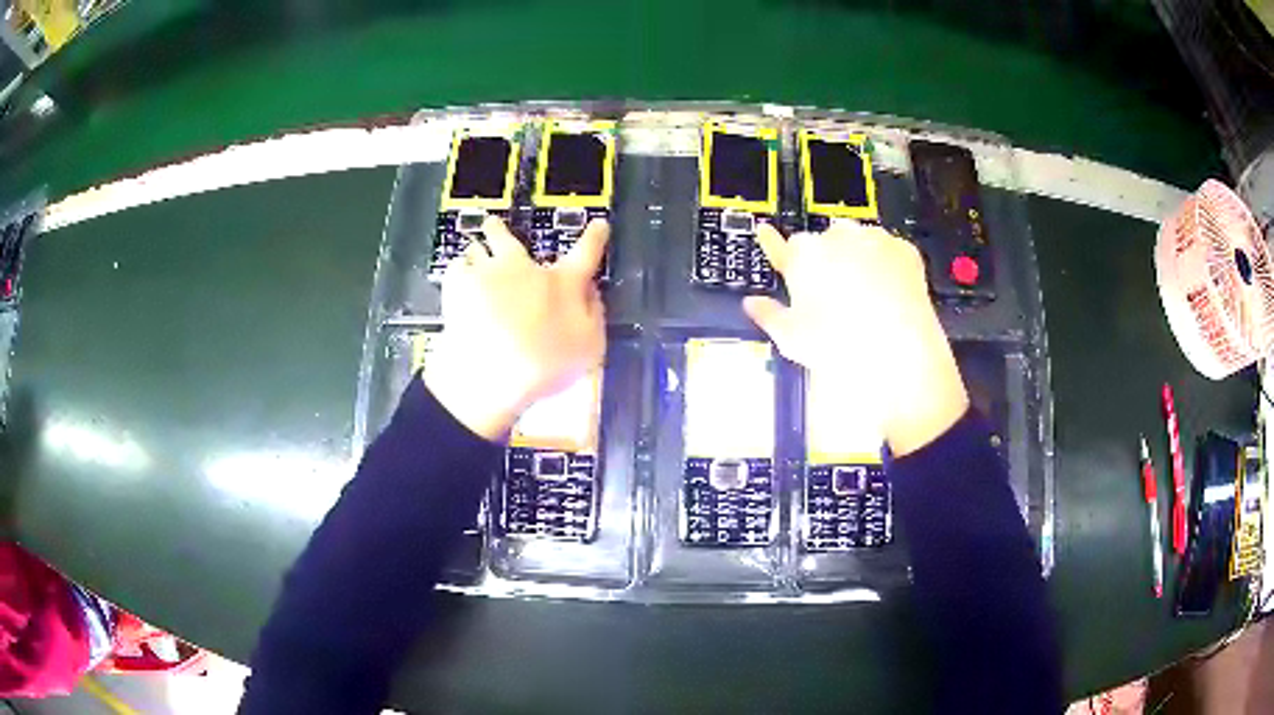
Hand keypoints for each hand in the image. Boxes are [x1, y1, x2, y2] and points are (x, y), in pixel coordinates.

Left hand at [424, 217, 607, 440]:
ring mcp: (488, 272)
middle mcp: (525, 269)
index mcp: (563, 283)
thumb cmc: (547, 366)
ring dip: (477, 250)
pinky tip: (456, 280)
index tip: (600, 225)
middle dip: (500, 230)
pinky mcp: (458, 287)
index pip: (587, 252)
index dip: (595, 237)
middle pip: (509, 238)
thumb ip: (593, 314)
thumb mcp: (590, 346)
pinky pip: (455, 268)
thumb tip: (591, 292)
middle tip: (494, 225)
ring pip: (477, 248)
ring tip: (472, 252)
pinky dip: (458, 272)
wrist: (493, 375)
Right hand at [743, 221, 967, 455]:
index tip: (766, 235)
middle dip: (827, 260)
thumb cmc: (838, 346)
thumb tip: (752, 304)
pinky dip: (888, 264)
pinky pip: (889, 250)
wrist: (899, 353)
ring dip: (857, 258)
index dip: (773, 244)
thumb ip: (769, 315)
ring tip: (866, 295)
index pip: (781, 244)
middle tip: (833, 295)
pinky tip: (891, 292)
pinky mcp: (904, 248)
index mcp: (803, 256)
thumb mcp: (792, 339)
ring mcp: (872, 238)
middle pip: (823, 242)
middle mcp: (836, 237)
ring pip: (858, 241)